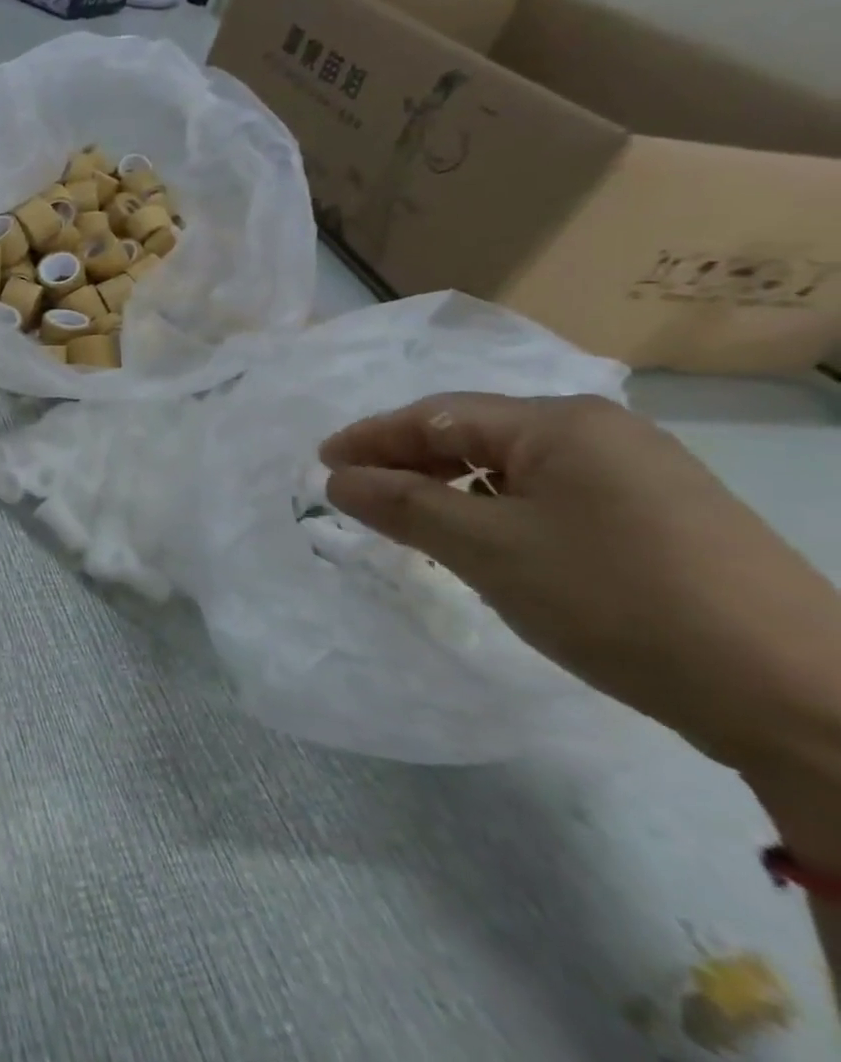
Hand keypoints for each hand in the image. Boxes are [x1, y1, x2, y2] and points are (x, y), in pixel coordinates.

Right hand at [319, 394, 840, 853]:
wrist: (800, 697)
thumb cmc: (617, 600)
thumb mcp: (487, 549)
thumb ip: (402, 504)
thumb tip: (338, 479)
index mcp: (559, 423)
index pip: (436, 416)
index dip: (371, 438)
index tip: (321, 463)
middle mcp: (602, 432)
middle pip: (474, 435)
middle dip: (408, 461)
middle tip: (356, 492)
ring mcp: (640, 473)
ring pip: (513, 467)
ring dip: (451, 488)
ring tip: (410, 520)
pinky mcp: (663, 517)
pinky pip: (551, 494)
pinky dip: (499, 509)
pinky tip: (486, 541)